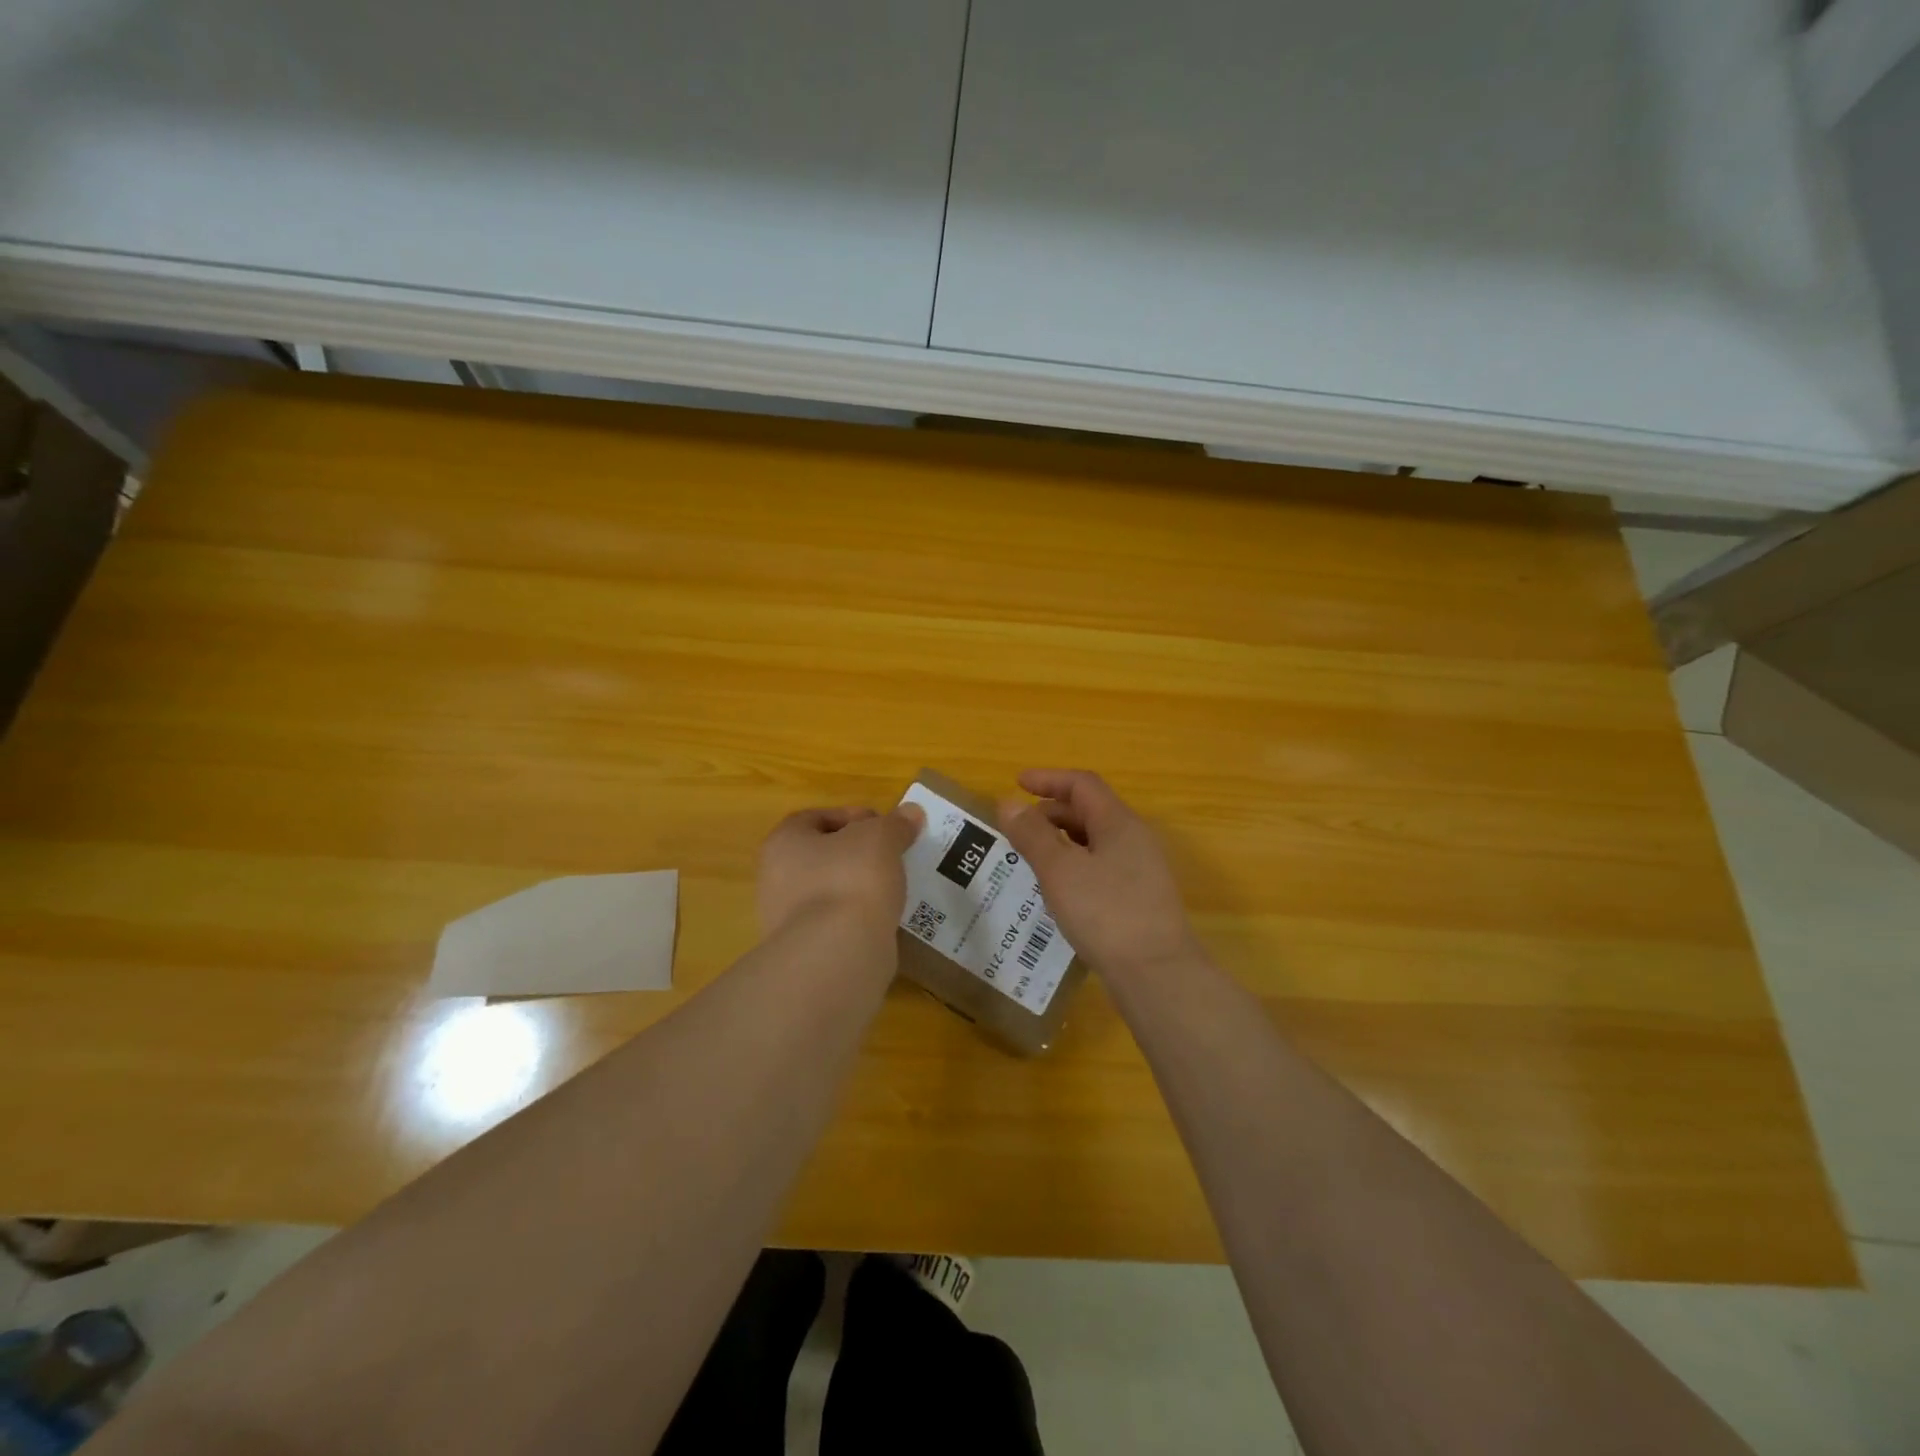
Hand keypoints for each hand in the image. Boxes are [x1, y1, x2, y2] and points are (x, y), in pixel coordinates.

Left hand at [756, 803, 924, 938]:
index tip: (883, 825)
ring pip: (830, 892)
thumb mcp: (881, 838)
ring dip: (859, 888)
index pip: (814, 818)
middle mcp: (775, 880)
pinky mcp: (807, 952)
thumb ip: (896, 824)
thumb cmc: (851, 879)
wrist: (838, 954)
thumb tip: (911, 813)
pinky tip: (884, 918)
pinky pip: (836, 924)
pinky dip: (859, 918)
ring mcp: (787, 921)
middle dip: (856, 854)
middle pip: (821, 856)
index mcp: (783, 843)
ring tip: (894, 888)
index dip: (851, 816)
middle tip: (891, 855)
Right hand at [999, 769, 1195, 978]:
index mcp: (1118, 823)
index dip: (1049, 779)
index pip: (1082, 785)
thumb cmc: (1106, 913)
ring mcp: (1141, 870)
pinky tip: (1059, 889)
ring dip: (1062, 840)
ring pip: (1096, 840)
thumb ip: (1032, 835)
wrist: (1158, 975)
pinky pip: (1102, 866)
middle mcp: (1135, 839)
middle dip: (1052, 811)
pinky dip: (1075, 864)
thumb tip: (1009, 803)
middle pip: (1090, 810)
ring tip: (1032, 856)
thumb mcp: (1060, 871)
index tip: (1017, 783)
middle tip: (1018, 827)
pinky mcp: (1140, 898)